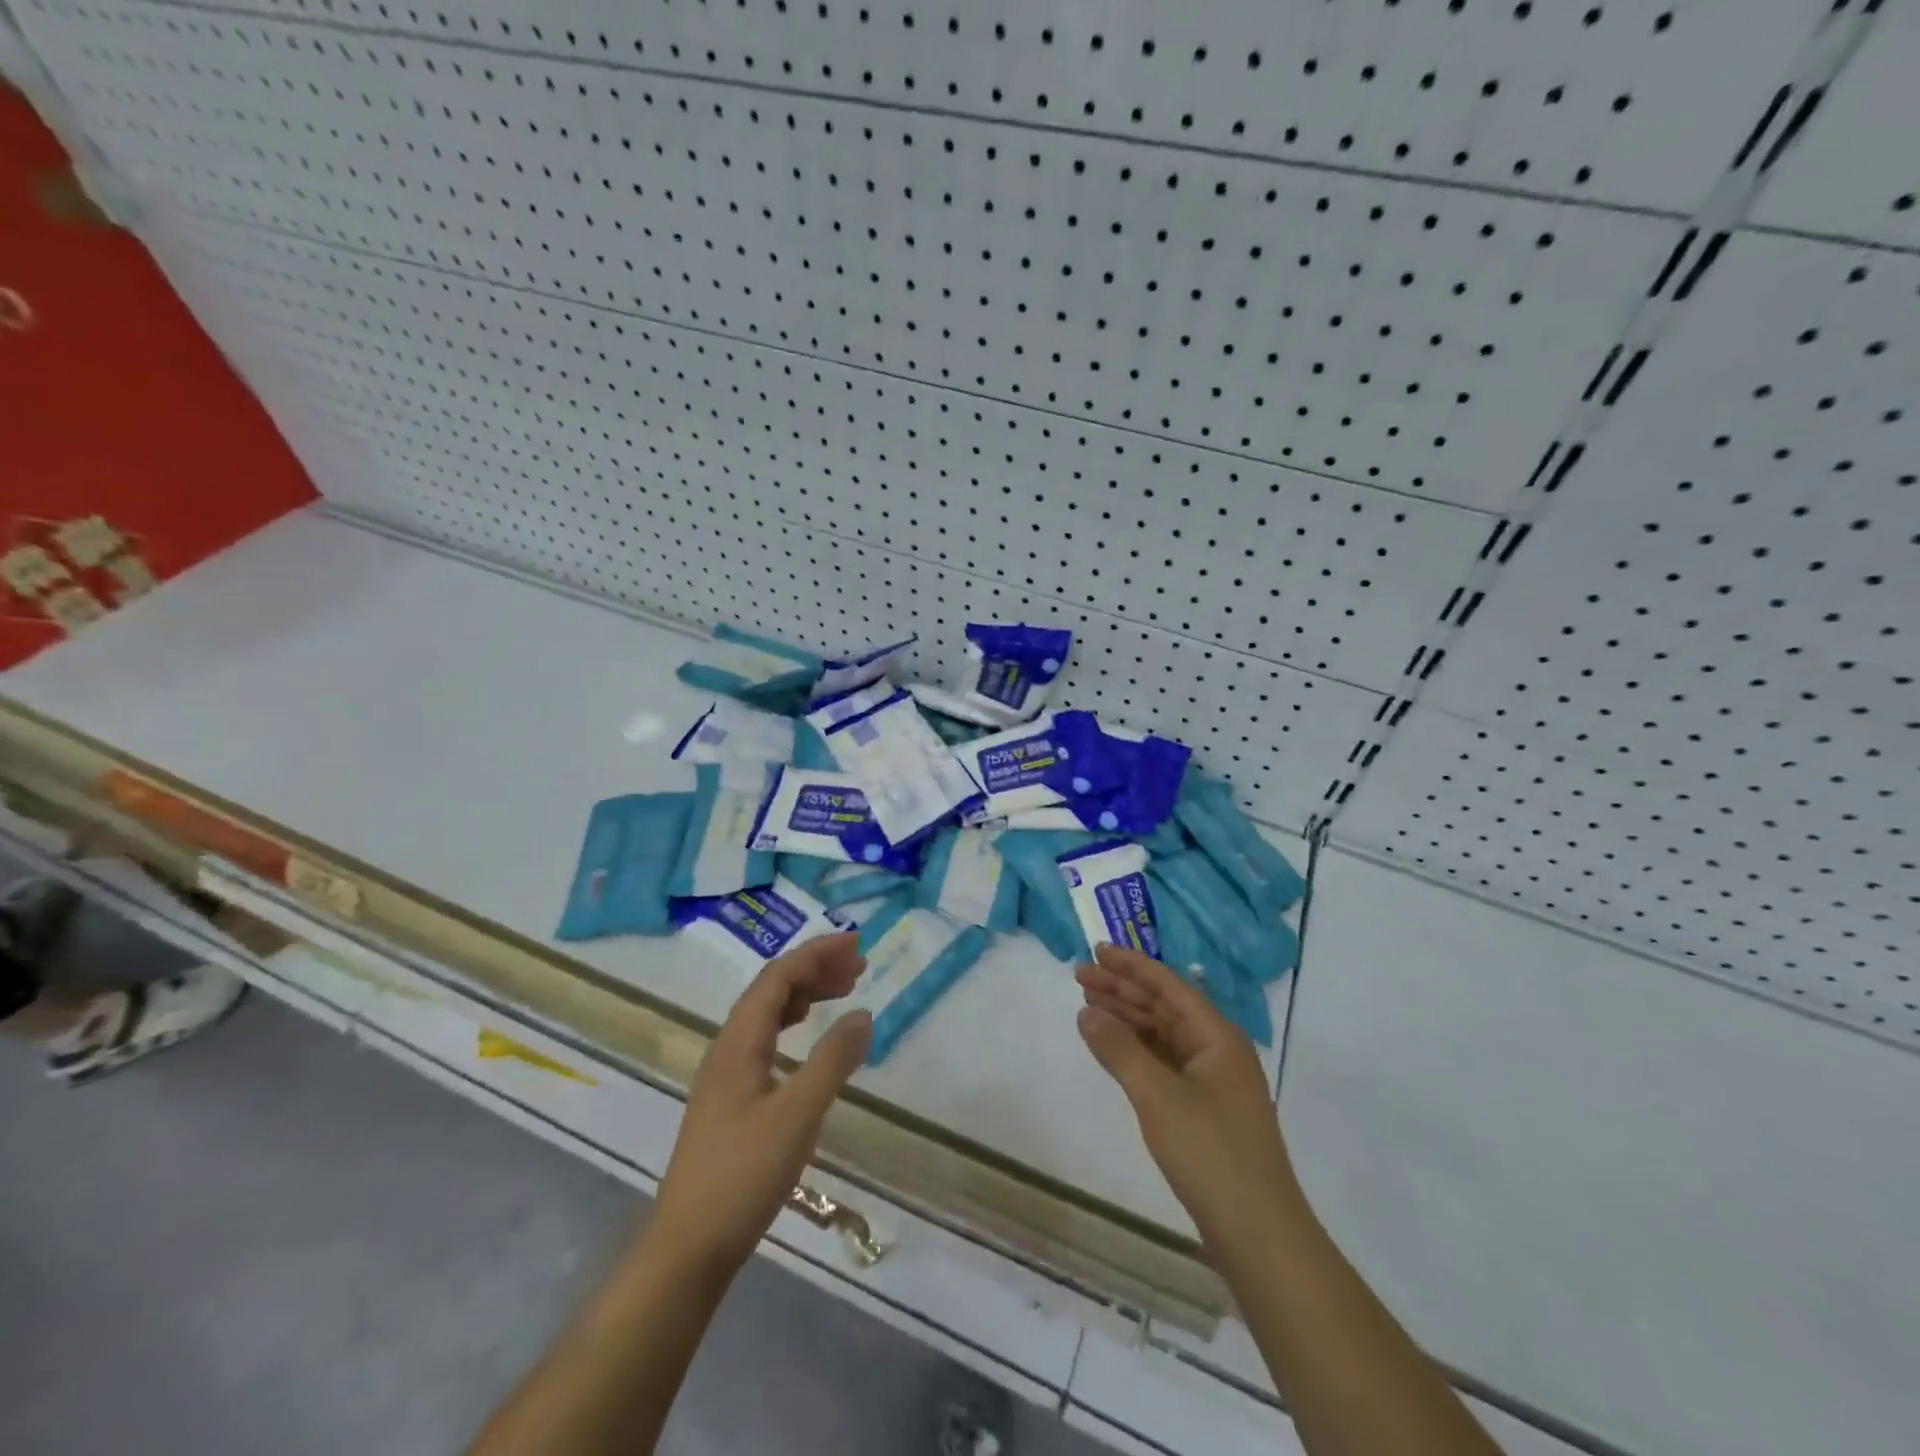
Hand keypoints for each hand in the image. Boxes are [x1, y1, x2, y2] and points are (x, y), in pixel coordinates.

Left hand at [650, 933, 871, 1276]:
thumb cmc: (743, 1177)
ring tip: (844, 990)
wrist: (688, 1248)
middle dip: (815, 968)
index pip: (778, 977)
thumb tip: (864, 1013)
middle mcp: (727, 1048)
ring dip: (805, 994)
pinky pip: (765, 1039)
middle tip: (859, 966)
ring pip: (767, 1013)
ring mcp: (725, 1074)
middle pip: (771, 989)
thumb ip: (832, 1061)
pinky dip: (794, 1024)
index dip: (817, 954)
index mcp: (738, 1042)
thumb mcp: (797, 1116)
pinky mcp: (730, 1099)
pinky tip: (810, 1037)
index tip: (857, 945)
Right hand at [1076, 945, 1301, 1264]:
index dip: (1131, 965)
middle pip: (1164, 1006)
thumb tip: (1086, 1011)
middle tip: (1080, 976)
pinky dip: (1137, 1051)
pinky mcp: (1205, 1109)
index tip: (1097, 950)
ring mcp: (1213, 1081)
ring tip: (1088, 1005)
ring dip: (1128, 1018)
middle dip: (1123, 990)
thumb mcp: (1157, 1096)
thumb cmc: (1210, 1153)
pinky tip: (1113, 1049)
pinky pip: (1165, 1062)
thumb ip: (1119, 1049)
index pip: (1169, 985)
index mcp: (1217, 1036)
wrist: (1259, 1234)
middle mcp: (1218, 1050)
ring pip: (1164, 1034)